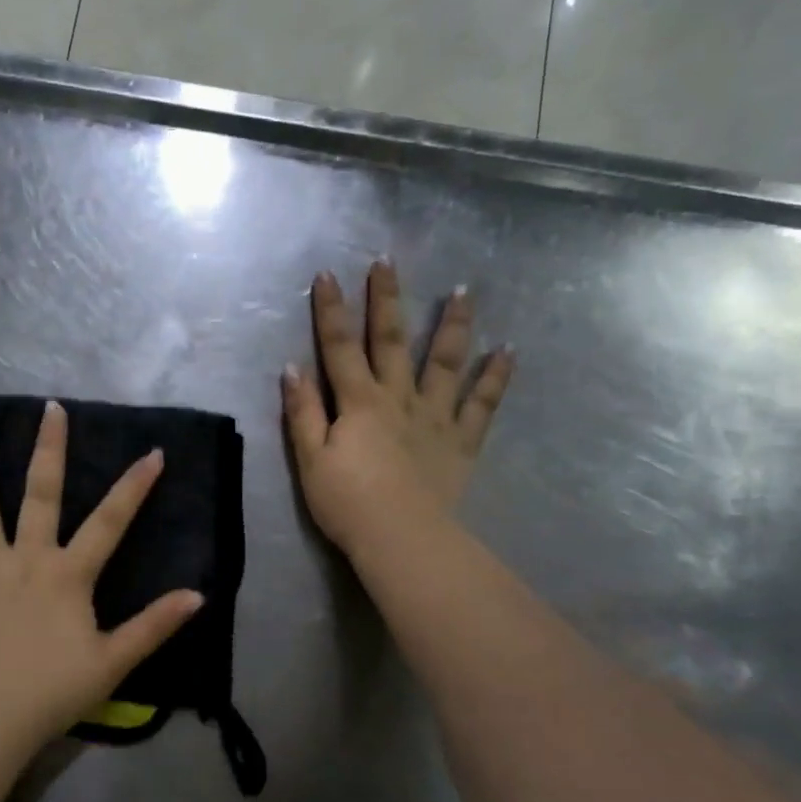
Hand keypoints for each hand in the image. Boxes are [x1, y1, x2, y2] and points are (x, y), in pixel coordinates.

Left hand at [0, 401, 204, 754]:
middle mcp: (26, 557)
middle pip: (41, 493)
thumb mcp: (114, 661)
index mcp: (68, 574)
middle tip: (50, 408)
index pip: (110, 521)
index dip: (134, 486)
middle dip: (49, 448)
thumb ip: (154, 625)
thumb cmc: (54, 691)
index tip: (153, 453)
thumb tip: (197, 595)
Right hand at [282, 260, 513, 554]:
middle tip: (388, 262)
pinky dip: (495, 377)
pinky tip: (507, 351)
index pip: (339, 347)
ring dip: (452, 325)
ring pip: (445, 362)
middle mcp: (398, 399)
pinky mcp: (461, 441)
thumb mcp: (310, 460)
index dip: (330, 311)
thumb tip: (292, 368)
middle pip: (390, 341)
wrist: (402, 539)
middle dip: (386, 300)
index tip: (327, 275)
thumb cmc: (348, 503)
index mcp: (358, 403)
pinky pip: (482, 405)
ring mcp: (435, 417)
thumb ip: (302, 413)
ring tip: (462, 292)